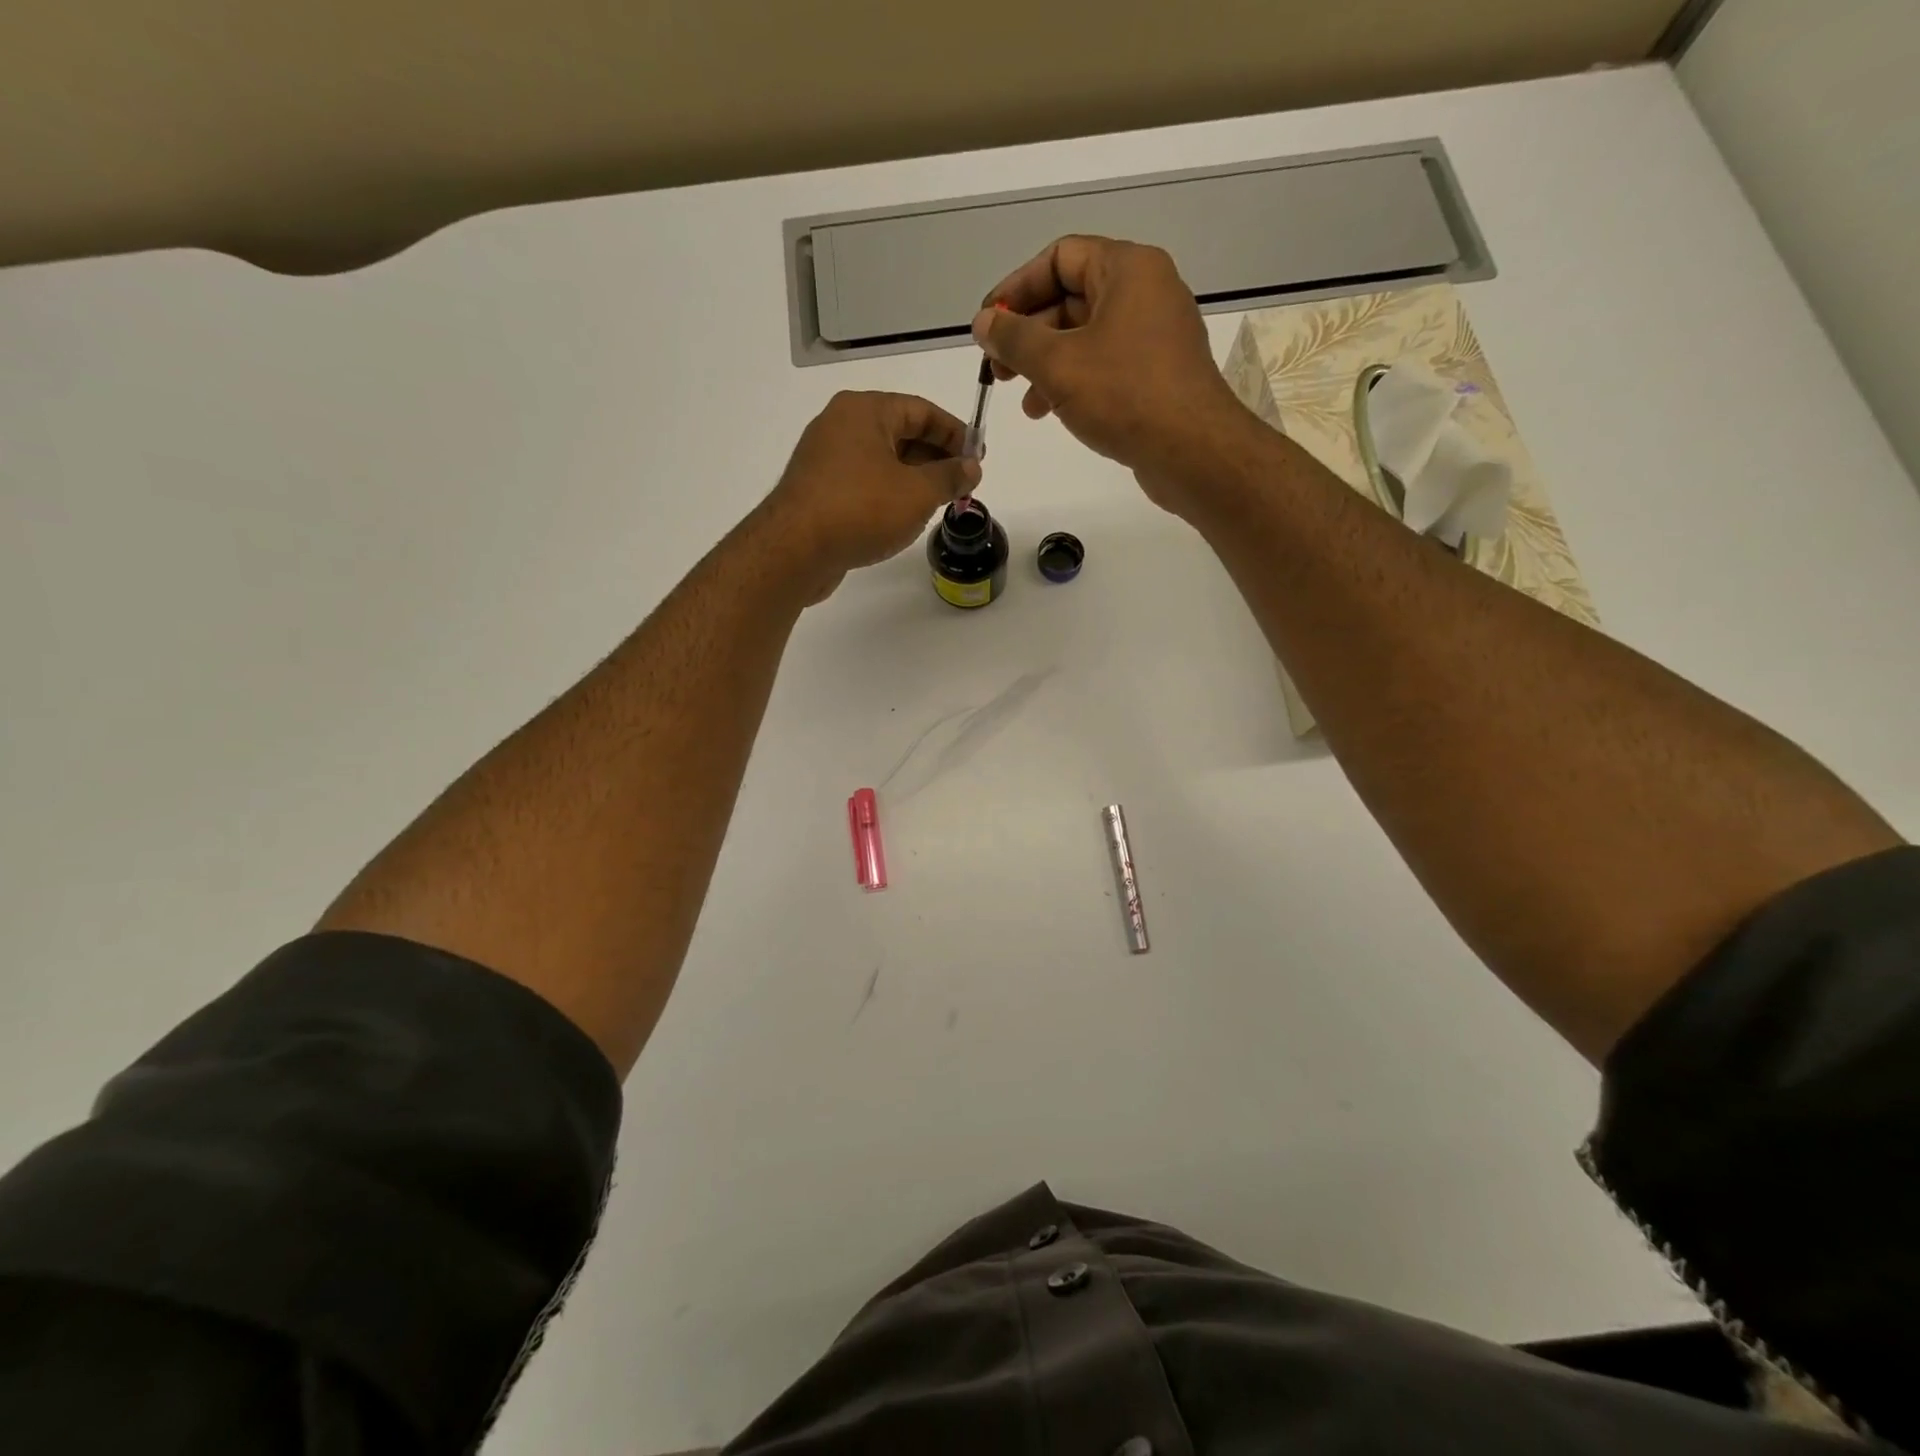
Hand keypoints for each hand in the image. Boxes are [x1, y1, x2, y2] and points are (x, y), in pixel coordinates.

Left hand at [758, 391, 980, 602]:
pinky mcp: (817, 490)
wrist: (795, 550)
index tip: (978, 457)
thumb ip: (950, 477)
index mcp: (865, 411)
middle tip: (961, 484)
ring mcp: (825, 458)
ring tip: (938, 503)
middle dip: (935, 458)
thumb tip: (972, 468)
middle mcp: (841, 425)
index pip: (921, 411)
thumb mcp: (918, 493)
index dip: (955, 433)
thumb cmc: (861, 510)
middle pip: (900, 433)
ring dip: (913, 479)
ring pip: (881, 460)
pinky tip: (903, 518)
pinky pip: (863, 482)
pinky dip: (888, 493)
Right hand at [971, 235, 1254, 517]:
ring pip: (1086, 337)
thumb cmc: (1124, 395)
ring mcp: (1155, 335)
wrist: (1192, 451)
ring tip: (1024, 402)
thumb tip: (984, 322)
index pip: (1060, 257)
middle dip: (1029, 334)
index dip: (1016, 288)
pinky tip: (1053, 412)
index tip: (987, 324)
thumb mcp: (1057, 364)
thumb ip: (1014, 339)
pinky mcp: (1158, 374)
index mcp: (1128, 269)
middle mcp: (1146, 292)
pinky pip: (1106, 365)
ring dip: (1047, 365)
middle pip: (1072, 298)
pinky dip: (1075, 382)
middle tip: (997, 368)